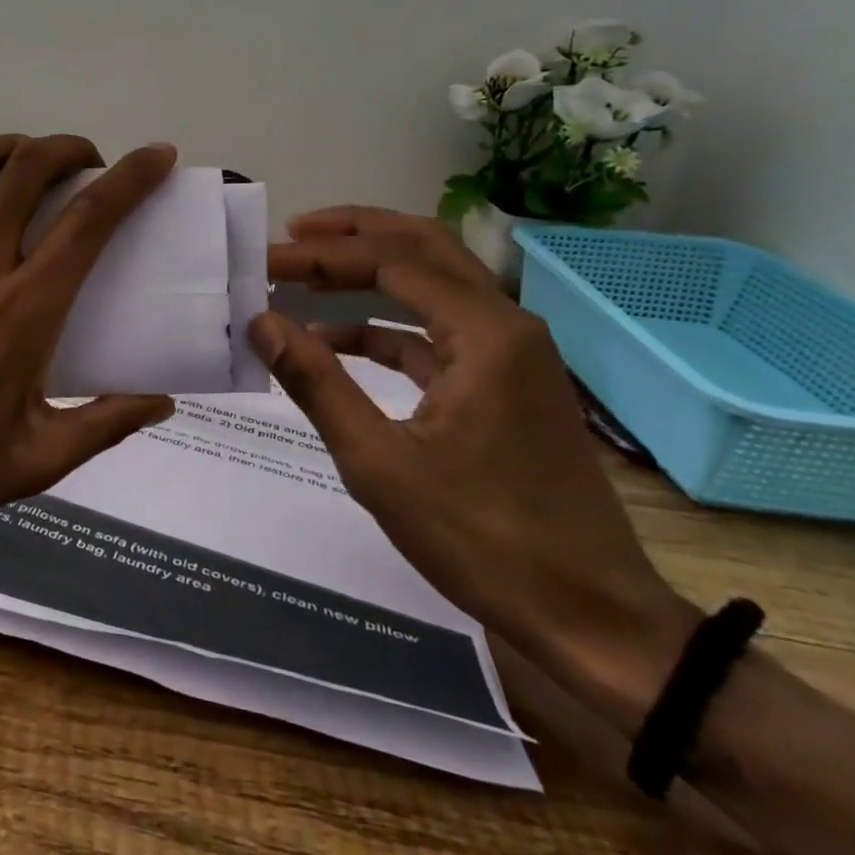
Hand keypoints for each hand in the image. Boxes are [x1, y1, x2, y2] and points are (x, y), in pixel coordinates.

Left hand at [0, 123, 178, 549]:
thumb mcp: (36, 462)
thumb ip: (105, 425)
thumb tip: (163, 401)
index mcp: (24, 307)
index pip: (89, 219)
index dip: (131, 178)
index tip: (157, 156)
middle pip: (29, 170)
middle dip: (70, 149)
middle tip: (92, 167)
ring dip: (13, 146)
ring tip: (35, 157)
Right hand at [256, 207, 699, 728]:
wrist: (592, 619)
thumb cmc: (483, 540)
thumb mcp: (380, 463)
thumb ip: (316, 383)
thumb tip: (261, 323)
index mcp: (485, 333)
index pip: (391, 262)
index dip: (321, 254)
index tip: (265, 259)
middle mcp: (505, 324)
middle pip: (422, 248)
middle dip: (353, 236)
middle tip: (291, 235)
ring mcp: (510, 354)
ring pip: (432, 284)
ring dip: (368, 274)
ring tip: (305, 273)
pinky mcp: (503, 384)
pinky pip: (437, 331)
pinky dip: (385, 325)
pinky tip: (335, 340)